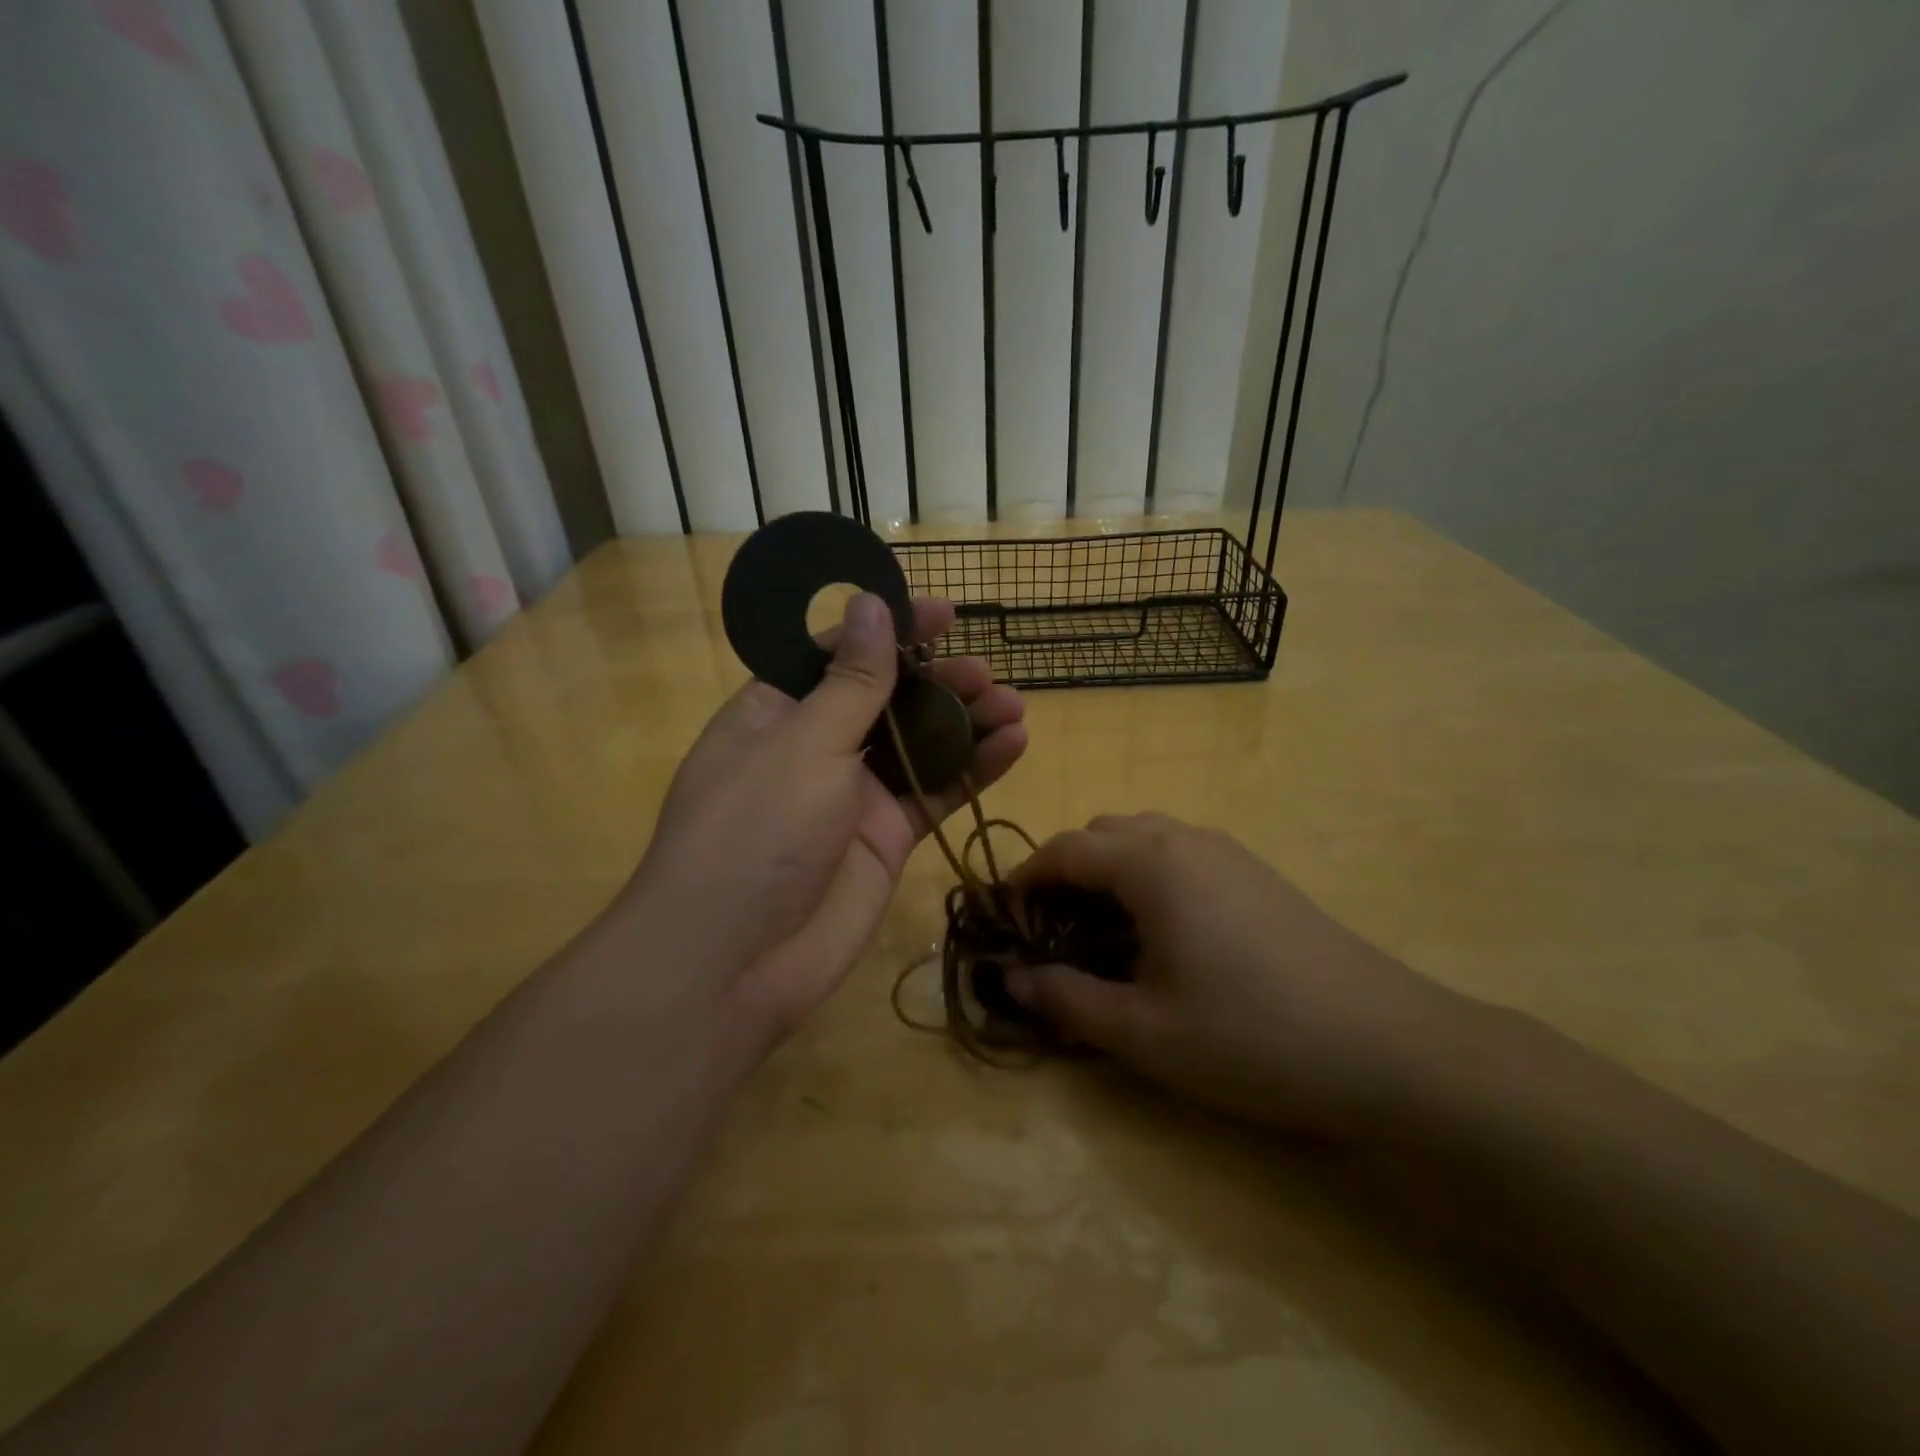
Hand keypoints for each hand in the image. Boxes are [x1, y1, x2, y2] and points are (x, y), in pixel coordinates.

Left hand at [619, 592, 1026, 1039]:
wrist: (735, 963)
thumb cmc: (754, 832)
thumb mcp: (804, 743)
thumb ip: (852, 680)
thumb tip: (871, 602)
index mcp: (777, 711)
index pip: (837, 653)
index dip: (889, 628)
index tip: (943, 612)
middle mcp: (815, 747)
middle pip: (886, 697)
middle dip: (936, 680)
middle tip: (983, 674)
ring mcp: (852, 795)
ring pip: (918, 744)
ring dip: (964, 721)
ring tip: (1011, 705)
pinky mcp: (884, 839)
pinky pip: (934, 793)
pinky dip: (972, 770)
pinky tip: (1013, 745)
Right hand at [1006, 813, 1479, 1138]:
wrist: (1391, 1047)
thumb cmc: (1251, 1036)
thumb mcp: (1143, 1032)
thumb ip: (1065, 1000)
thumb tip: (1010, 979)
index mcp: (1150, 863)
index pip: (1064, 849)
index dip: (1024, 880)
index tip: (1005, 920)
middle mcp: (1186, 839)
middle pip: (1102, 833)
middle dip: (1065, 872)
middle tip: (1053, 931)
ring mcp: (1230, 852)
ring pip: (1145, 837)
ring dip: (1109, 871)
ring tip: (1104, 933)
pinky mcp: (1260, 874)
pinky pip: (1182, 853)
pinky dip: (1150, 876)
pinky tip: (1165, 935)